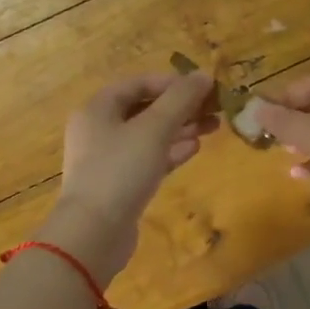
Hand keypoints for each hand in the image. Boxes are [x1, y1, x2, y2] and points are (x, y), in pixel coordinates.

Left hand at [45, 71, 217, 284]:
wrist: (94, 232)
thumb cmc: (120, 170)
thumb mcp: (154, 129)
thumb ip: (180, 100)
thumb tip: (203, 75)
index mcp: (98, 108)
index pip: (138, 83)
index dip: (172, 82)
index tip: (204, 88)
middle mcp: (99, 129)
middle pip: (144, 109)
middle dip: (180, 107)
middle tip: (215, 109)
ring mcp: (107, 159)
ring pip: (148, 136)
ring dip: (179, 129)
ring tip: (212, 127)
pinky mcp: (118, 185)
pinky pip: (147, 160)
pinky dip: (169, 152)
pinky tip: (195, 150)